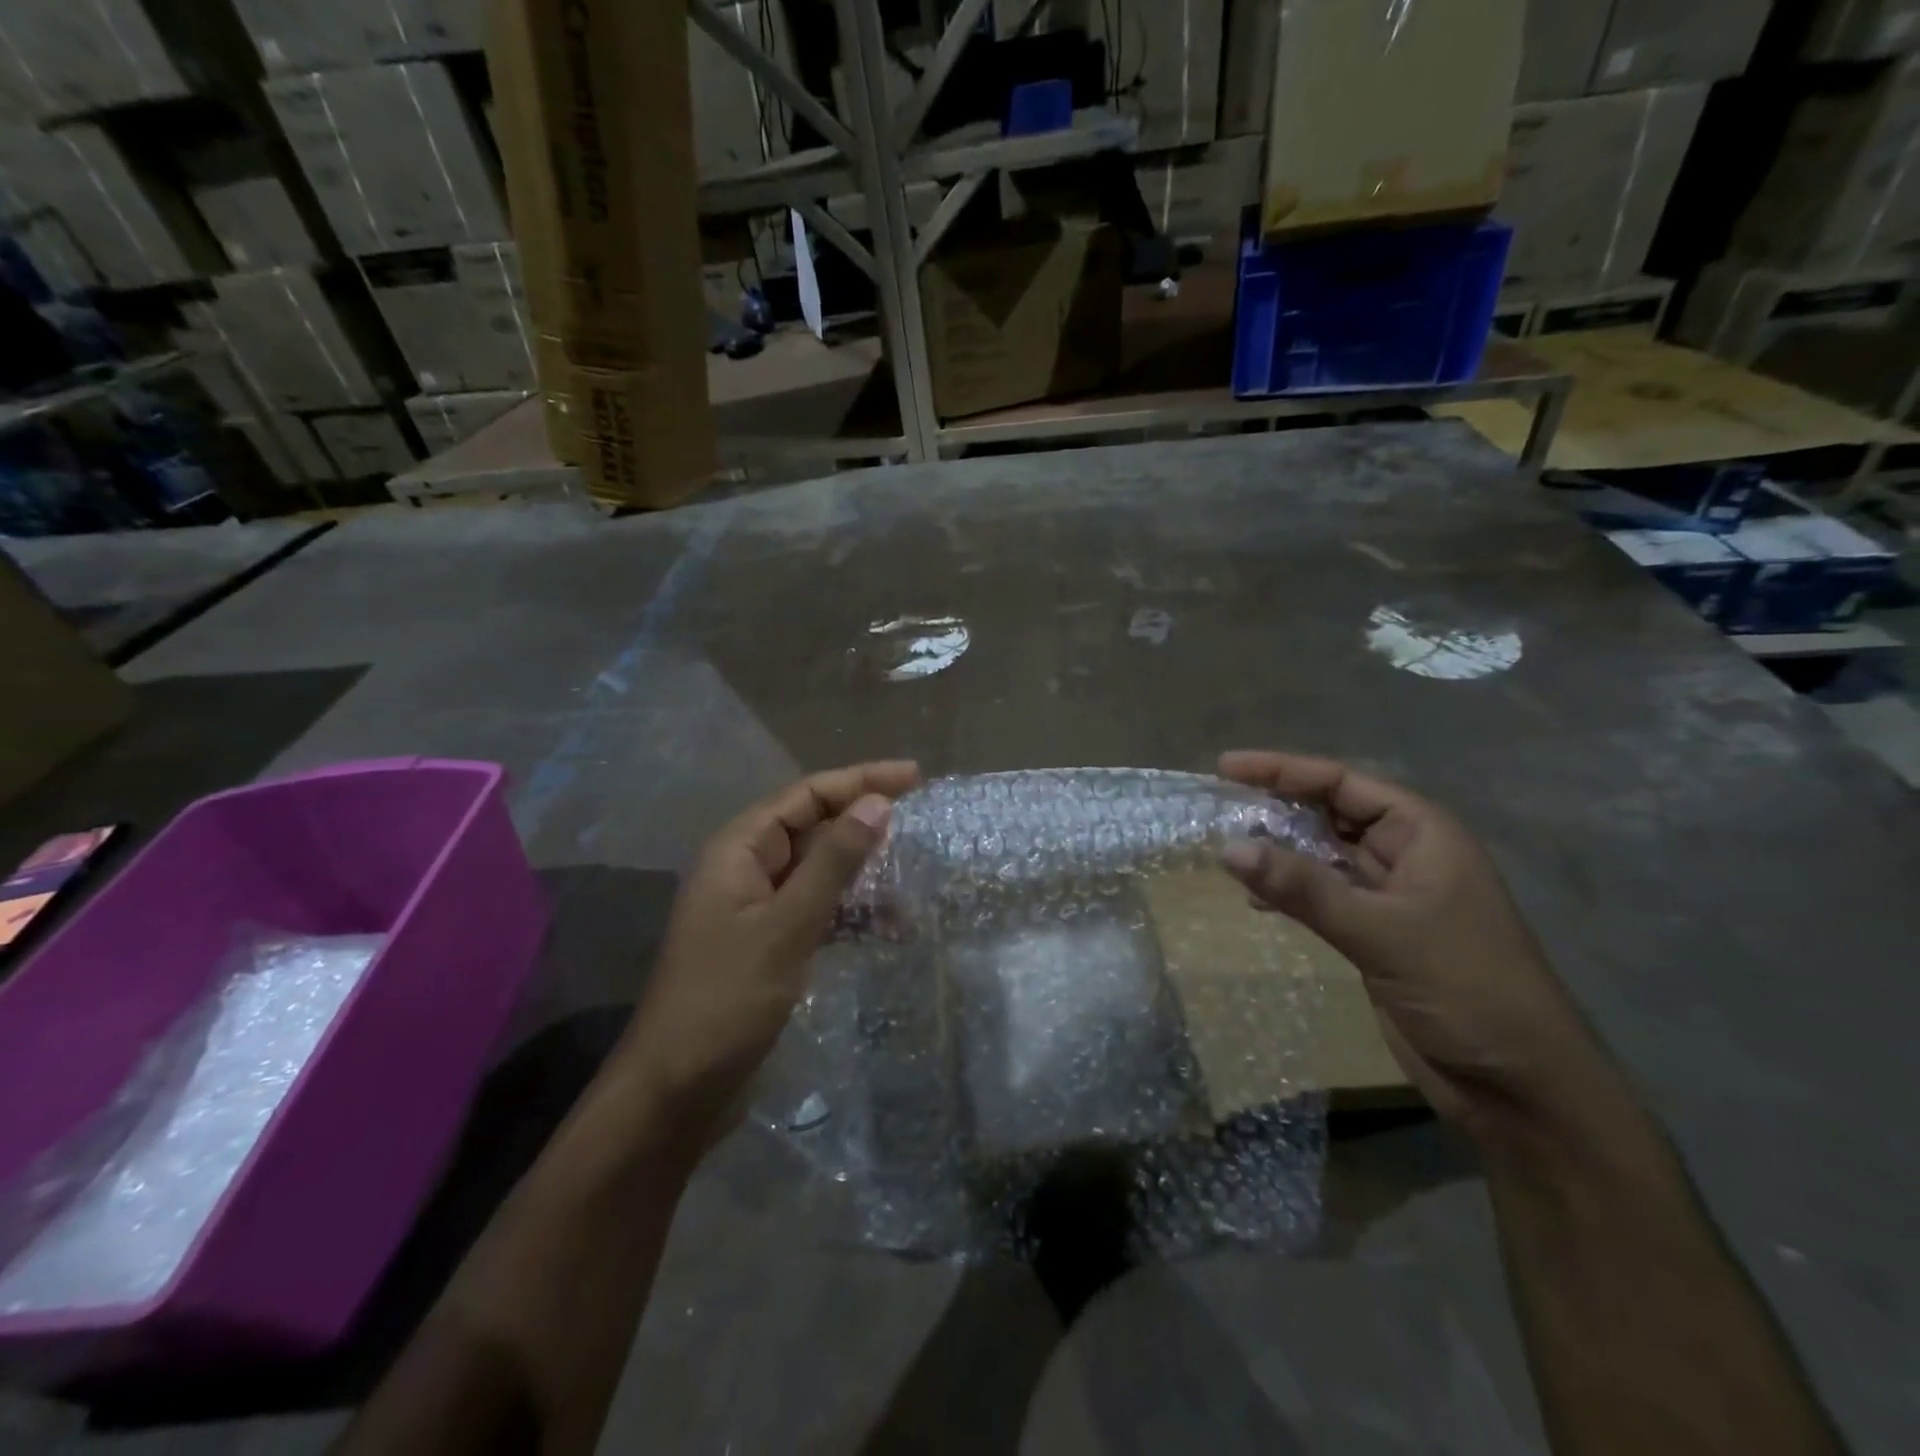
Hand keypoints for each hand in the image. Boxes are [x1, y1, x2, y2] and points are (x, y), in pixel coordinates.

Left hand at [617, 761, 920, 1152]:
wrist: (676, 1091)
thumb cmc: (727, 999)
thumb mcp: (787, 925)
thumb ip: (833, 862)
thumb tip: (877, 803)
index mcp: (739, 850)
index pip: (806, 795)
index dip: (859, 780)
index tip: (913, 777)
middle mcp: (746, 870)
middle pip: (812, 827)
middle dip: (862, 822)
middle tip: (918, 819)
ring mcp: (756, 909)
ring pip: (818, 871)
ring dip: (862, 872)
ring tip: (911, 878)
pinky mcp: (768, 944)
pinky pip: (817, 911)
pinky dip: (850, 912)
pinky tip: (887, 926)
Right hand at [1217, 751, 1614, 1140]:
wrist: (1519, 1088)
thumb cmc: (1466, 989)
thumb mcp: (1381, 932)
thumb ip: (1303, 888)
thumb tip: (1227, 848)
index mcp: (1423, 834)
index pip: (1343, 783)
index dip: (1283, 770)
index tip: (1226, 767)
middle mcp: (1406, 854)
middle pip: (1330, 813)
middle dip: (1276, 807)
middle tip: (1218, 806)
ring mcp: (1390, 896)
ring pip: (1323, 855)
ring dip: (1278, 851)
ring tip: (1226, 847)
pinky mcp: (1376, 934)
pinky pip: (1322, 895)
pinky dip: (1288, 891)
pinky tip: (1255, 898)